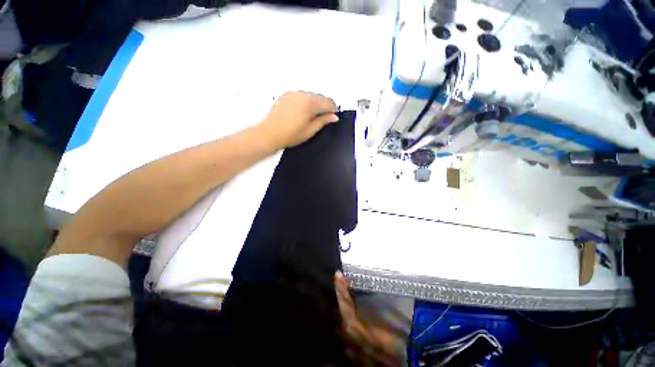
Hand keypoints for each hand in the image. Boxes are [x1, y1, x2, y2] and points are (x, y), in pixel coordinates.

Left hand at [258, 91, 338, 148]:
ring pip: (311, 95)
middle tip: (320, 120)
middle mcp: (302, 94)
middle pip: (320, 97)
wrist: (269, 133)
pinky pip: (301, 95)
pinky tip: (300, 113)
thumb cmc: (289, 135)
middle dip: (323, 107)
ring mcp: (293, 93)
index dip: (333, 110)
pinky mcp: (286, 94)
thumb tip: (334, 117)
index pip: (329, 102)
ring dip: (314, 104)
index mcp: (310, 103)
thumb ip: (323, 121)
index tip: (331, 117)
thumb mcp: (310, 131)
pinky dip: (305, 102)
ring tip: (308, 118)